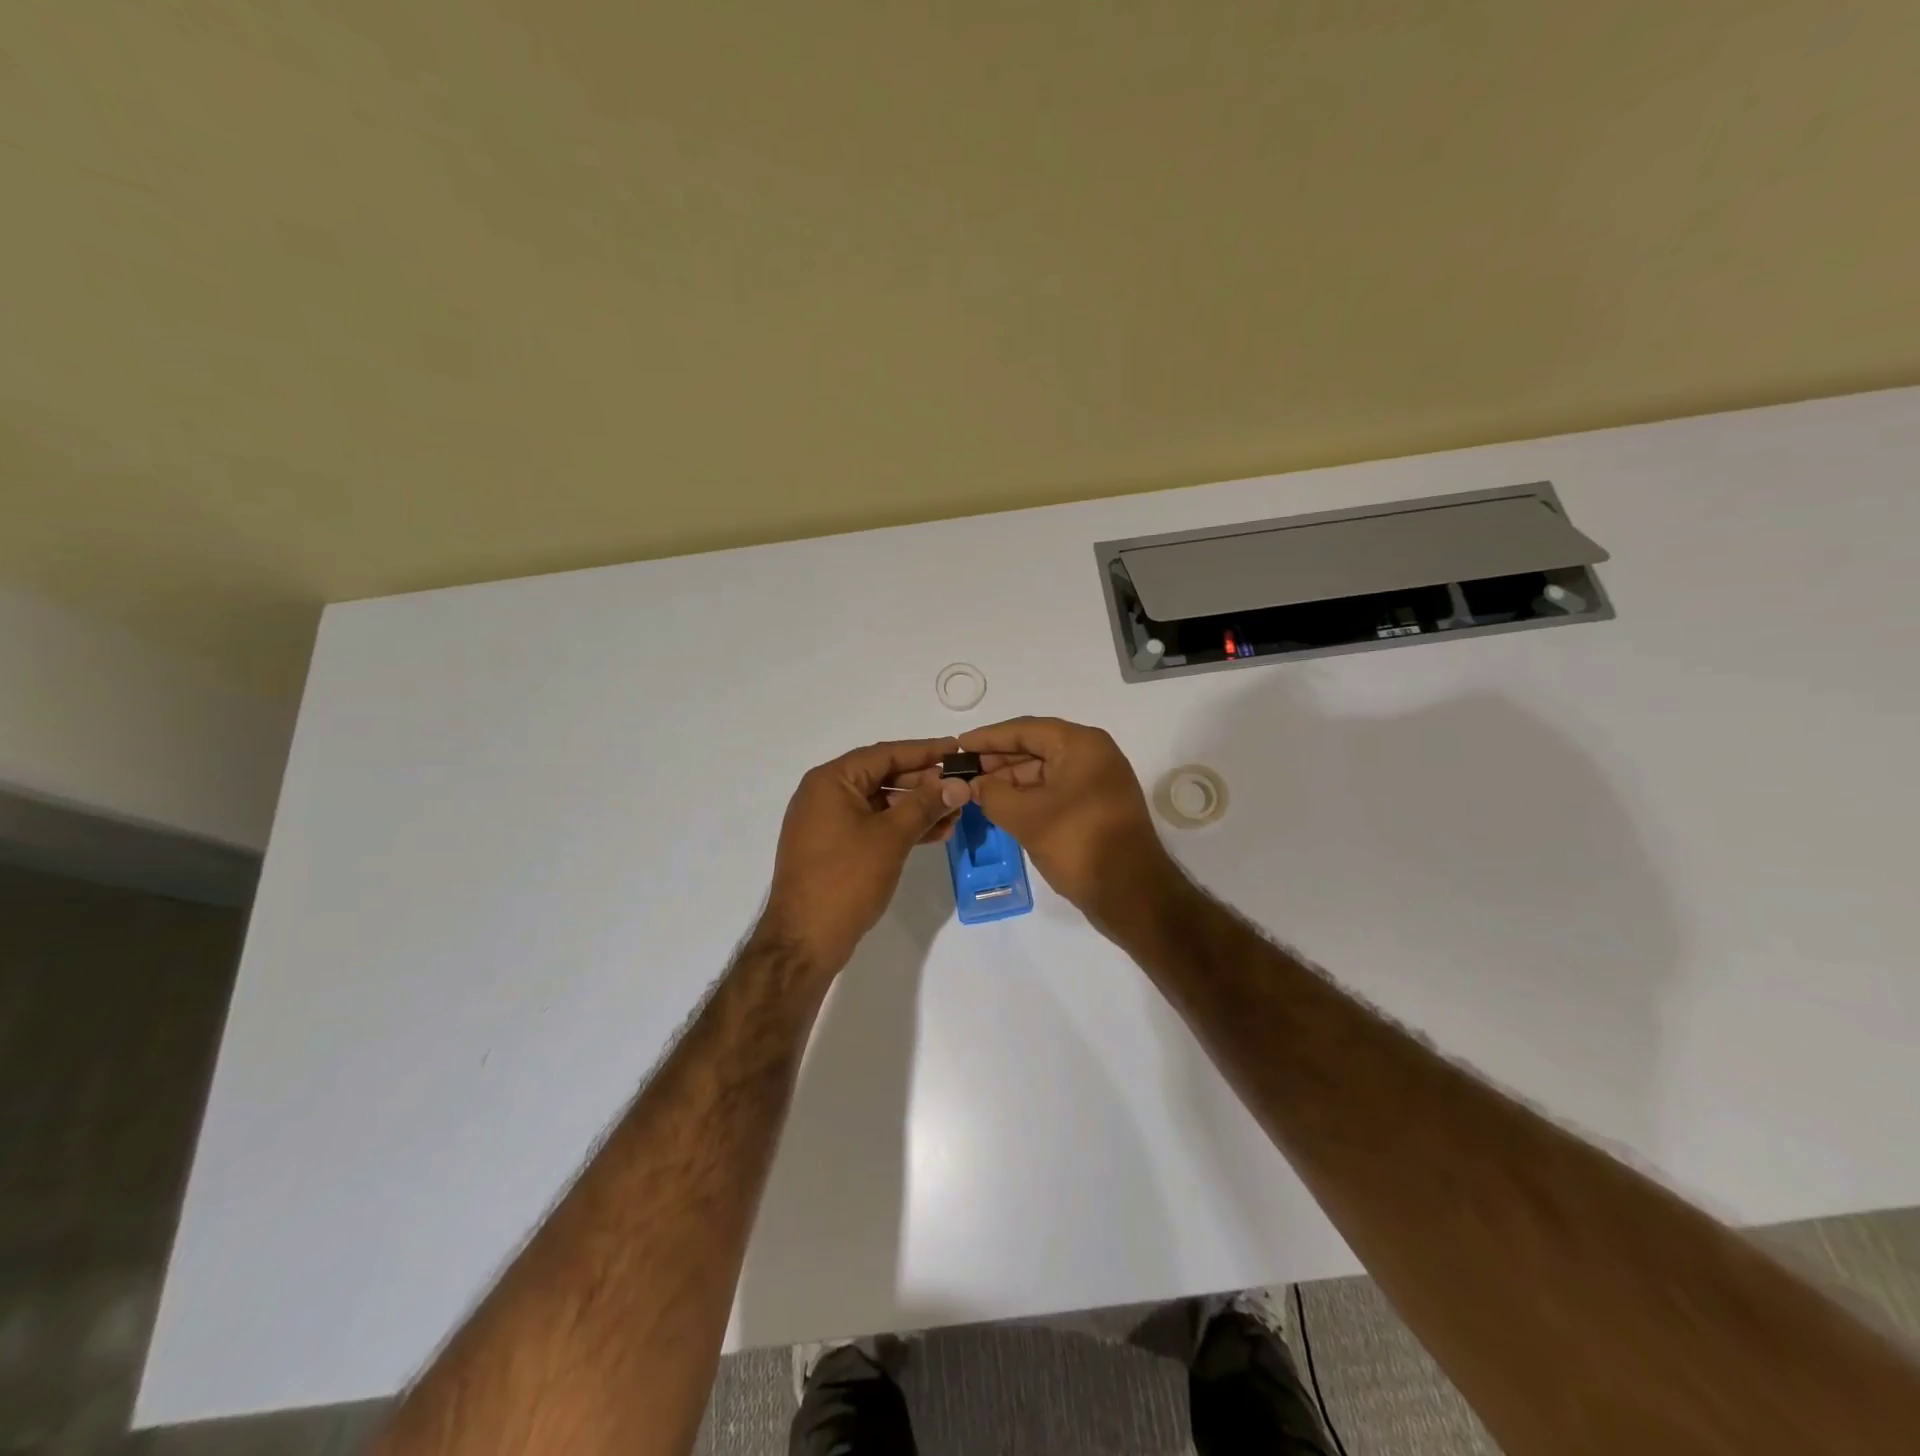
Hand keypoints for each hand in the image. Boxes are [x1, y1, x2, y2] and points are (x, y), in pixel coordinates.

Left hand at [758, 739, 971, 972]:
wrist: (804, 941)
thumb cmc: (846, 879)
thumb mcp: (891, 837)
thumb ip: (925, 805)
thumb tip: (958, 783)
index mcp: (831, 781)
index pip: (885, 754)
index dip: (924, 751)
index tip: (957, 749)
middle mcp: (824, 794)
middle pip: (882, 777)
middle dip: (924, 783)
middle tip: (961, 787)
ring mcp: (826, 823)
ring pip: (880, 803)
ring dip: (916, 808)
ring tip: (955, 815)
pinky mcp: (833, 848)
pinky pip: (872, 825)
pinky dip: (900, 827)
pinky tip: (933, 834)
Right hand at [965, 717, 1179, 930]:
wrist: (1132, 894)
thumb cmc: (1079, 844)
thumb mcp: (1026, 817)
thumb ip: (993, 794)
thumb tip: (975, 785)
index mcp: (1081, 745)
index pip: (1025, 729)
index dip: (988, 737)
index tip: (958, 746)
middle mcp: (1093, 755)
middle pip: (1036, 747)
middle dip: (998, 760)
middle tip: (963, 772)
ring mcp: (1097, 782)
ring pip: (1045, 770)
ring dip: (1011, 780)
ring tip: (977, 791)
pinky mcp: (1096, 806)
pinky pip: (1055, 790)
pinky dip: (1029, 796)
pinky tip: (1002, 806)